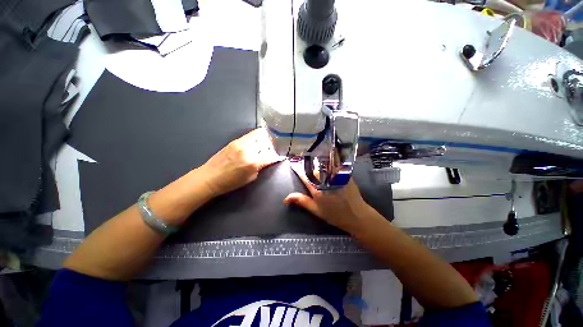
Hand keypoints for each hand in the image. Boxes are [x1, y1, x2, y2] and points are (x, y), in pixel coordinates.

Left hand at [200, 128, 283, 196]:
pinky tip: (254, 144)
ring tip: (263, 145)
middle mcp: (248, 149)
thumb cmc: (230, 182)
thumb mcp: (250, 178)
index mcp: (253, 162)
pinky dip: (255, 138)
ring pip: (259, 134)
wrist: (209, 177)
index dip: (276, 156)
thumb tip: (267, 160)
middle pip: (266, 140)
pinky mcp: (235, 141)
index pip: (271, 155)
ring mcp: (241, 143)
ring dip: (264, 139)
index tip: (279, 156)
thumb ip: (260, 167)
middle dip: (271, 145)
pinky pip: (250, 135)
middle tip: (271, 149)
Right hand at [283, 161, 375, 233]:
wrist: (357, 215)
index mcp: (316, 189)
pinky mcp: (344, 173)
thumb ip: (302, 201)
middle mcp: (325, 179)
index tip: (293, 162)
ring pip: (323, 163)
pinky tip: (327, 155)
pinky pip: (335, 163)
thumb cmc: (335, 214)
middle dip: (306, 161)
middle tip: (301, 155)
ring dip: (317, 158)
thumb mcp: (316, 210)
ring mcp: (336, 175)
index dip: (297, 168)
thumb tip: (285, 198)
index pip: (304, 175)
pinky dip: (329, 158)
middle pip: (313, 167)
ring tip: (312, 153)